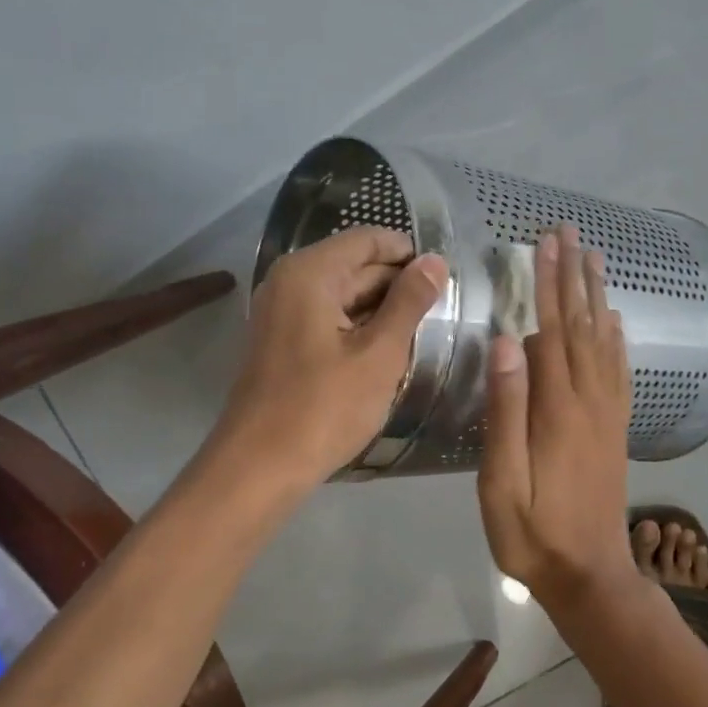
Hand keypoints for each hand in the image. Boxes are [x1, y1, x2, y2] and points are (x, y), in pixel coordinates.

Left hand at [217, 226, 447, 488]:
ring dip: (382, 310)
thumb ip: (410, 301)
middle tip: (445, 309)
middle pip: (356, 265)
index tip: (446, 278)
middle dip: (399, 283)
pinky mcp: (283, 342)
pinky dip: (360, 328)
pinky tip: (390, 350)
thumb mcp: (380, 353)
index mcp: (310, 273)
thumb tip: (435, 261)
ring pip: (344, 295)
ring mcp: (282, 312)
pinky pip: (329, 319)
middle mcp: (290, 281)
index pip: (368, 239)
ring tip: (425, 330)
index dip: (409, 253)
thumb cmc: (324, 407)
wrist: (261, 467)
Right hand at [477, 225, 634, 603]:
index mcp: (558, 409)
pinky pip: (619, 372)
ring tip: (596, 260)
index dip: (549, 284)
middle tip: (570, 233)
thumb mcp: (502, 481)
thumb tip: (508, 341)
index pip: (552, 330)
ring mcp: (608, 415)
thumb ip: (505, 410)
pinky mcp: (616, 429)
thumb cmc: (533, 533)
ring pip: (604, 342)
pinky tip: (614, 322)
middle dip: (574, 276)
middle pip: (582, 326)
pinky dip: (617, 339)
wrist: (590, 575)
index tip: (547, 243)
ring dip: (597, 297)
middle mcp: (589, 401)